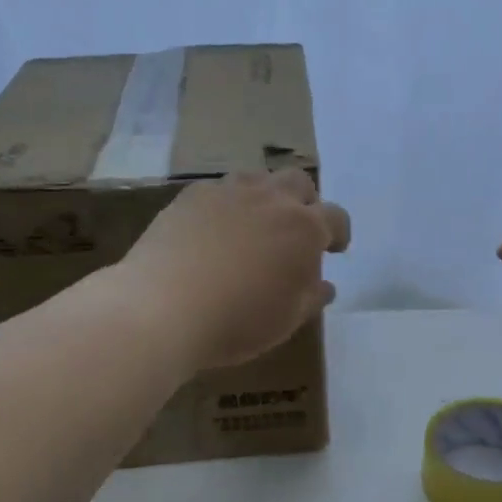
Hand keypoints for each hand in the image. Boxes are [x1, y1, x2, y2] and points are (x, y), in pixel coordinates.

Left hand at [124, 169, 350, 369]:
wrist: (163, 308)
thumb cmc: (237, 321)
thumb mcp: (286, 320)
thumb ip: (311, 298)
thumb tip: (324, 285)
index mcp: (304, 229)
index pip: (336, 218)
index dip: (338, 233)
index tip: (334, 249)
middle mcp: (271, 199)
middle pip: (298, 184)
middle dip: (304, 203)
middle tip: (295, 231)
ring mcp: (228, 192)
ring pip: (258, 180)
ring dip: (265, 198)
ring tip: (254, 227)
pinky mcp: (191, 196)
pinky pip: (219, 191)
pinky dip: (227, 206)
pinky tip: (214, 233)